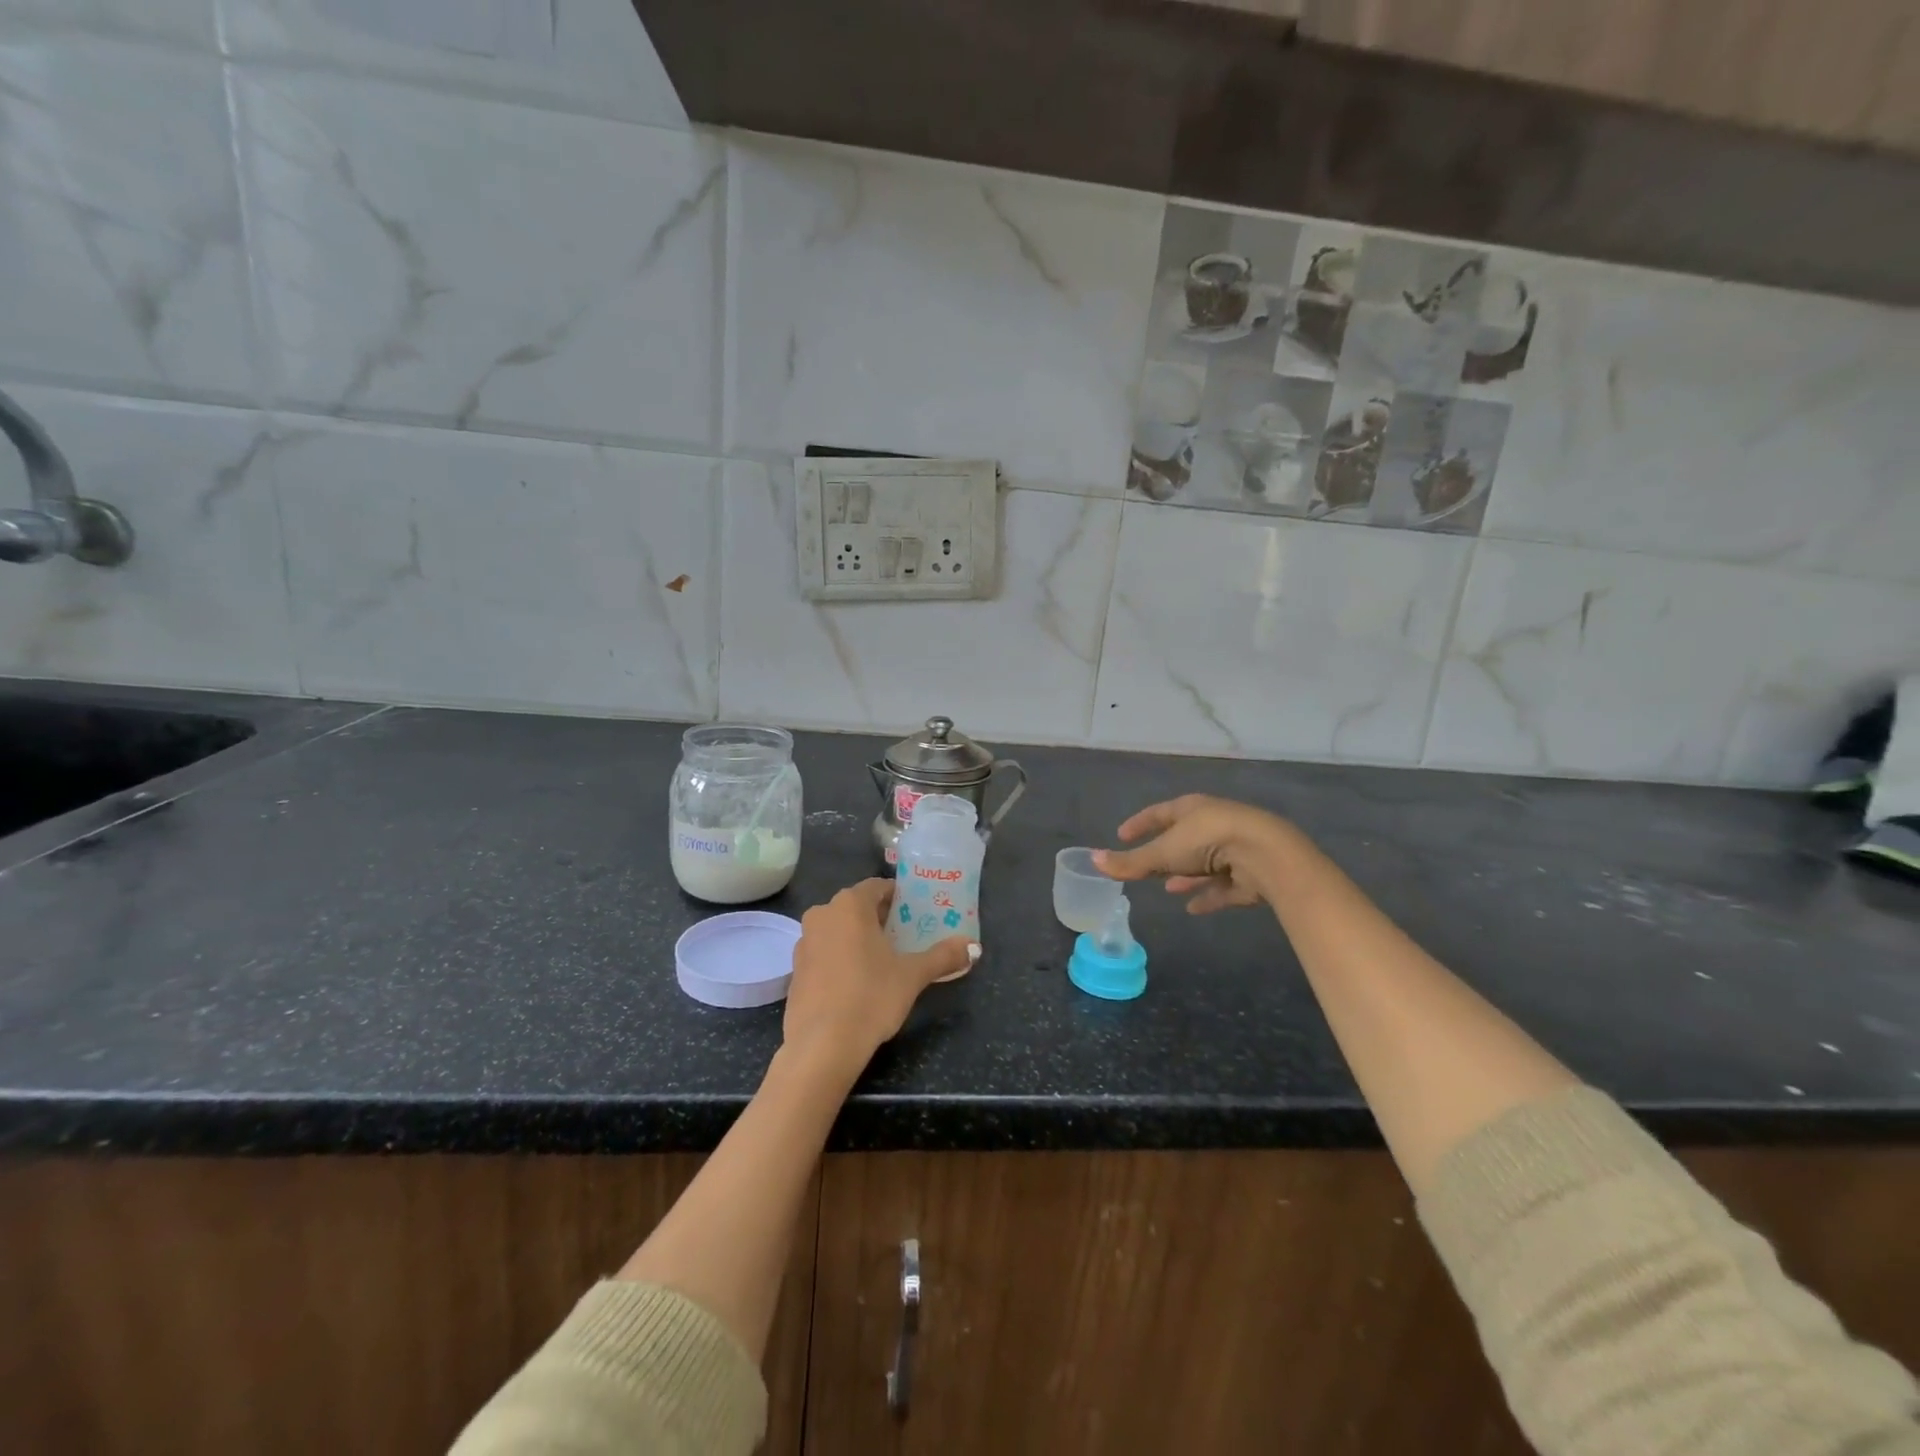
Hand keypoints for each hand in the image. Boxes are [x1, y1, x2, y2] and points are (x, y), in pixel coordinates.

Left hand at [783, 879, 977, 1073]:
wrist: (822, 1045)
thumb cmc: (871, 997)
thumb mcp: (913, 976)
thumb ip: (943, 956)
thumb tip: (974, 947)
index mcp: (850, 905)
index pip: (877, 887)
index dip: (898, 897)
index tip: (915, 912)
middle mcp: (822, 914)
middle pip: (856, 907)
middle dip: (880, 918)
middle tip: (905, 936)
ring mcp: (804, 942)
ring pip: (838, 929)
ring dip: (858, 938)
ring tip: (883, 959)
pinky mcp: (794, 970)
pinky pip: (824, 952)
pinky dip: (840, 958)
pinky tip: (857, 982)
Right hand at [1093, 795, 1301, 914]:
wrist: (1266, 855)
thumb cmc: (1208, 842)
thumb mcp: (1162, 853)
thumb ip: (1130, 862)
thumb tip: (1093, 860)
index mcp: (1191, 809)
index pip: (1158, 813)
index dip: (1139, 824)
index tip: (1121, 835)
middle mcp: (1213, 823)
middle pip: (1183, 839)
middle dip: (1165, 853)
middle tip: (1146, 868)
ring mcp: (1234, 848)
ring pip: (1204, 863)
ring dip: (1187, 876)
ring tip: (1169, 889)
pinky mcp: (1250, 873)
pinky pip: (1223, 885)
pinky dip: (1208, 895)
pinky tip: (1194, 908)